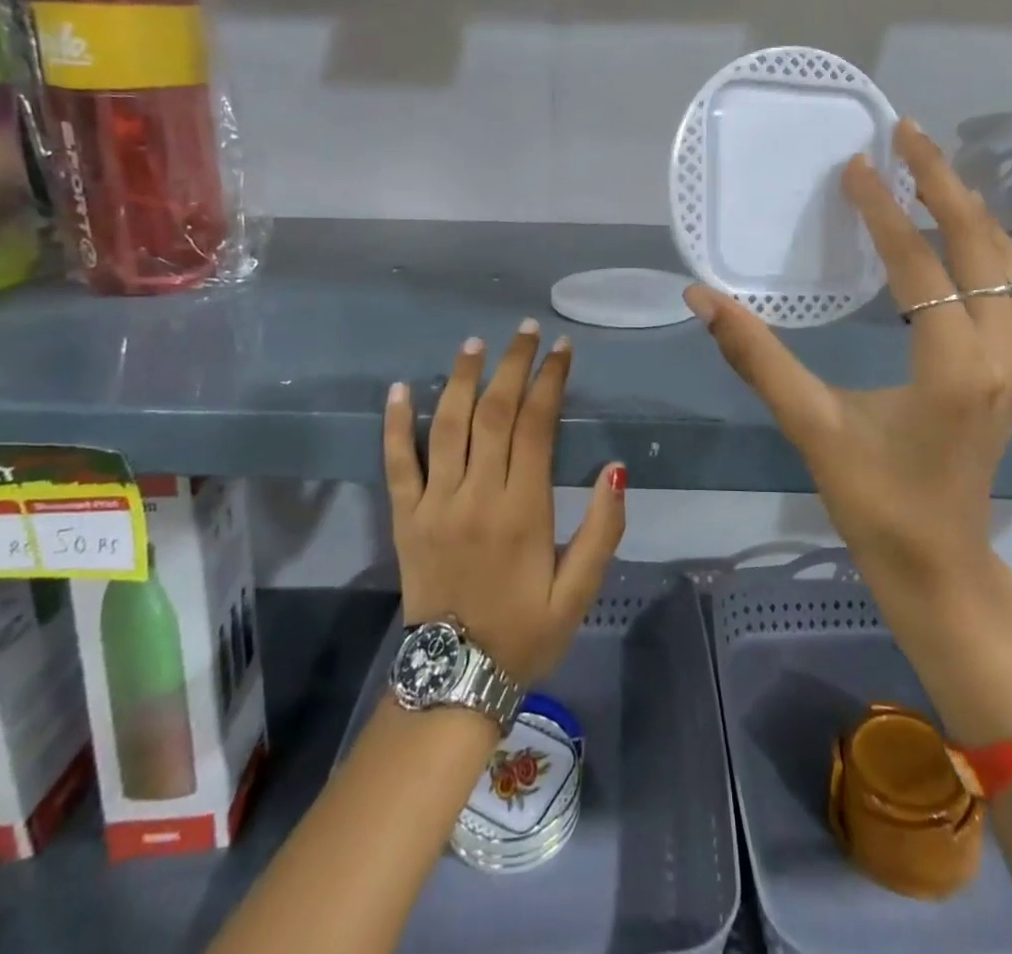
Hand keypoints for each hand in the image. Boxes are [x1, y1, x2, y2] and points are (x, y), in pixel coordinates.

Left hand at [382, 322, 626, 686]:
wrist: (454, 681)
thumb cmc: (525, 632)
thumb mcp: (580, 591)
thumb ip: (603, 529)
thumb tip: (615, 467)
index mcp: (523, 511)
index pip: (536, 427)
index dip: (550, 382)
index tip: (562, 350)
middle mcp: (477, 496)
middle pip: (493, 413)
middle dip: (512, 366)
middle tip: (525, 331)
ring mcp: (435, 504)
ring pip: (447, 426)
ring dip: (461, 379)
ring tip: (475, 343)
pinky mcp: (405, 518)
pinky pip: (396, 463)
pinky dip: (395, 424)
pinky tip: (400, 388)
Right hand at [683, 119, 1011, 630]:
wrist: (942, 567)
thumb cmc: (876, 503)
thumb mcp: (812, 427)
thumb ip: (758, 357)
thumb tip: (703, 298)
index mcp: (953, 366)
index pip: (920, 265)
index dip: (884, 211)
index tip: (855, 164)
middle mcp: (1001, 352)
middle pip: (982, 243)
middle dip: (943, 182)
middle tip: (906, 132)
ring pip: (1004, 261)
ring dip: (965, 208)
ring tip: (925, 166)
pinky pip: (1004, 285)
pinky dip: (975, 243)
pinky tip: (945, 227)